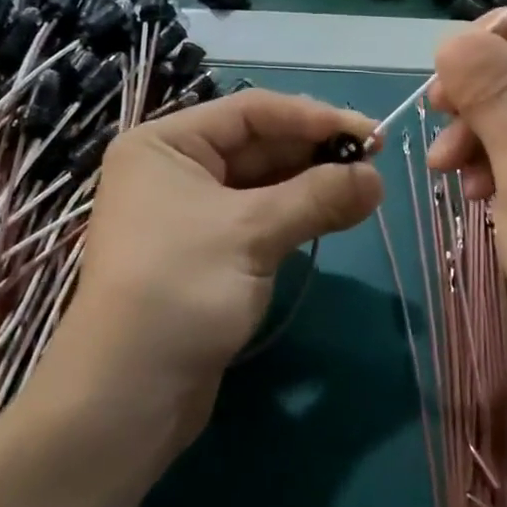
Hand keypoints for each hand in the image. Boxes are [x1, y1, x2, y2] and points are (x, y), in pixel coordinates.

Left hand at [56, 89, 382, 444]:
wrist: (128, 394)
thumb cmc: (181, 288)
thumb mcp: (252, 232)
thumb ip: (318, 196)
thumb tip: (378, 179)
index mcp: (165, 144)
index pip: (251, 112)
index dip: (314, 117)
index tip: (371, 135)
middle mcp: (173, 170)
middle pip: (258, 146)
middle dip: (316, 153)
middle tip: (376, 164)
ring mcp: (189, 214)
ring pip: (262, 185)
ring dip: (313, 186)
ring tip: (367, 190)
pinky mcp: (207, 254)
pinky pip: (259, 219)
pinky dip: (297, 216)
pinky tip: (336, 216)